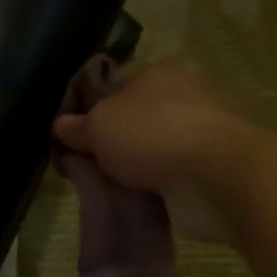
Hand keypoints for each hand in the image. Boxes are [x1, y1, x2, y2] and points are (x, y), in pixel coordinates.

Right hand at [52, 61, 261, 243]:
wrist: (216, 178)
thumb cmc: (153, 132)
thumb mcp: (99, 123)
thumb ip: (76, 126)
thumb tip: (59, 126)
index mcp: (157, 73)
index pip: (112, 81)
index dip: (84, 103)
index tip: (63, 130)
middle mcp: (177, 100)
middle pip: (126, 119)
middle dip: (102, 142)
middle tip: (75, 163)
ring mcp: (190, 138)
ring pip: (142, 153)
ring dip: (122, 171)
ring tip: (94, 188)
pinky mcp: (199, 174)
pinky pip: (159, 182)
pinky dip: (142, 192)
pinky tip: (120, 202)